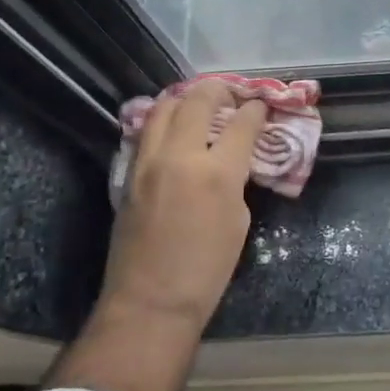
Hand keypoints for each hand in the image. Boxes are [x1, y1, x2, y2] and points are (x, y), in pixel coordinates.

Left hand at [101, 79, 267, 328]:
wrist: (151, 301)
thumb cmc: (207, 269)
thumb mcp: (238, 221)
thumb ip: (235, 181)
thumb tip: (230, 161)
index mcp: (217, 173)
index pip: (241, 123)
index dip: (255, 109)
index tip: (261, 104)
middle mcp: (179, 156)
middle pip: (197, 101)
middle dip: (218, 89)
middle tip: (231, 91)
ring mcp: (148, 162)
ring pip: (163, 108)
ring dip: (185, 97)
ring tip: (199, 100)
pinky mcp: (129, 174)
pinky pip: (147, 132)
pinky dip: (164, 119)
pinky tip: (174, 125)